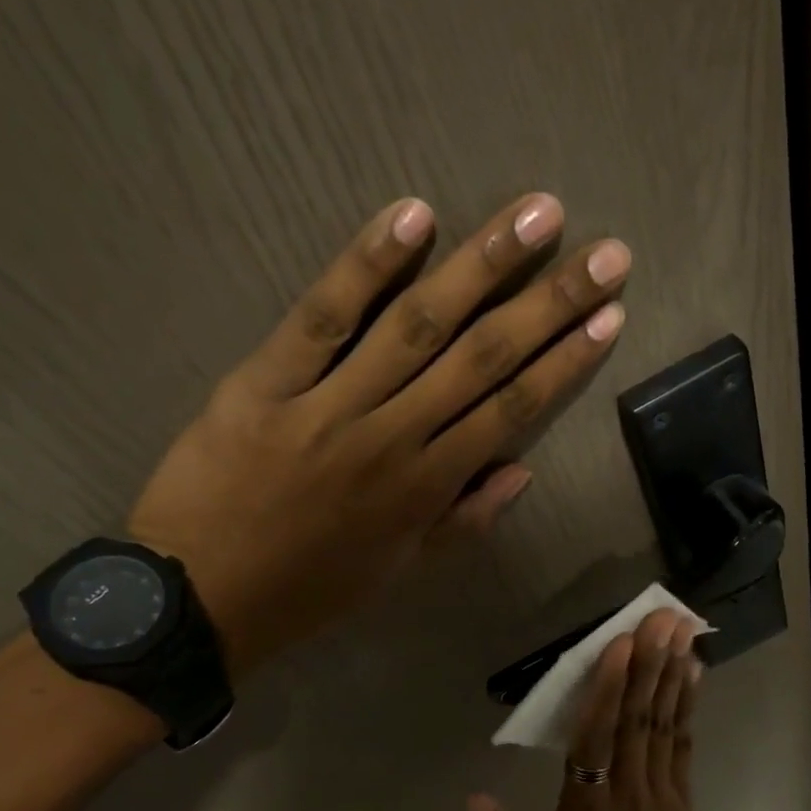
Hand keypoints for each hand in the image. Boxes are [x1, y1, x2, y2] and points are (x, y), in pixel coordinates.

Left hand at [128, 194, 630, 676]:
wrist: (200, 597)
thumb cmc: (306, 590)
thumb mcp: (397, 572)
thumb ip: (462, 522)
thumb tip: (522, 472)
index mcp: (425, 488)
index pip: (510, 410)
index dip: (565, 361)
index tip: (610, 315)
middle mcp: (392, 437)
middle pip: (482, 358)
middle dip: (550, 302)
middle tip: (606, 253)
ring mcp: (329, 404)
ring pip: (418, 325)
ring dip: (482, 264)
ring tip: (537, 213)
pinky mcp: (266, 381)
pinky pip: (323, 317)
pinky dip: (366, 265)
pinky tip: (413, 217)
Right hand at [469, 609, 711, 810]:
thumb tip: (474, 799)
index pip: (597, 742)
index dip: (609, 690)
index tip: (621, 644)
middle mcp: (629, 797)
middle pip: (639, 721)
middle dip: (651, 664)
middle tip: (665, 616)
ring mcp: (661, 798)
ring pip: (666, 726)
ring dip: (674, 675)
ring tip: (684, 631)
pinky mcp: (679, 803)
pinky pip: (683, 745)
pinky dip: (688, 706)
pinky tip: (693, 675)